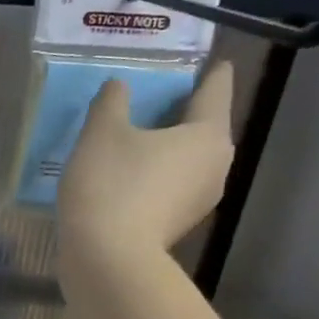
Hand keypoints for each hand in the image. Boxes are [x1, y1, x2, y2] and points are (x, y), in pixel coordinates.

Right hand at [57, 63, 234, 285]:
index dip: (208, 71)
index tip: (205, 60)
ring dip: (166, 145)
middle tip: (154, 95)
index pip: (216, 88)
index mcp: (208, 133)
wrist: (107, 259)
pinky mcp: (179, 224)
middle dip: (182, 110)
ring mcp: (201, 199)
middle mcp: (217, 164)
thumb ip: (112, 101)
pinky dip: (156, 173)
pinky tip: (128, 173)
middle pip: (203, 125)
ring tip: (135, 135)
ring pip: (187, 158)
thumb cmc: (111, 185)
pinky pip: (173, 185)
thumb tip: (120, 86)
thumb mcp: (101, 132)